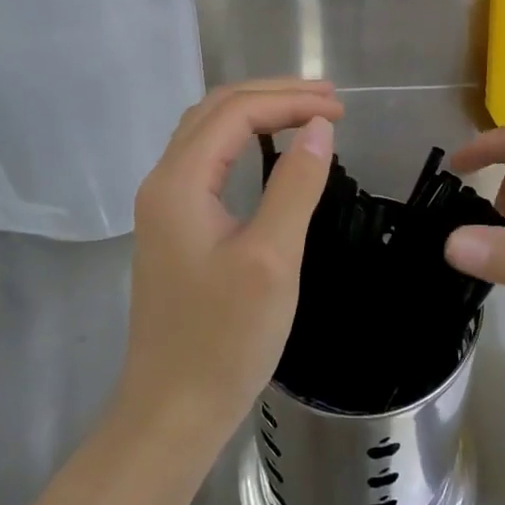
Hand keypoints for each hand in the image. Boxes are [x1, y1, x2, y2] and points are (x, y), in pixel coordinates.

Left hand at [121, 79, 342, 442]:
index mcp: (179, 182)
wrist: (172, 410)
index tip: (341, 109)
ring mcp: (164, 204)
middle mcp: (163, 181)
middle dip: (274, 94)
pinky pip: (207, 159)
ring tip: (307, 112)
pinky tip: (270, 148)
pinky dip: (243, 139)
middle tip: (330, 100)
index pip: (236, 112)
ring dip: (257, 111)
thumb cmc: (225, 339)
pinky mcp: (173, 226)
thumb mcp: (272, 259)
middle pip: (216, 110)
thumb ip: (295, 185)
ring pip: (208, 131)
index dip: (290, 101)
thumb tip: (320, 127)